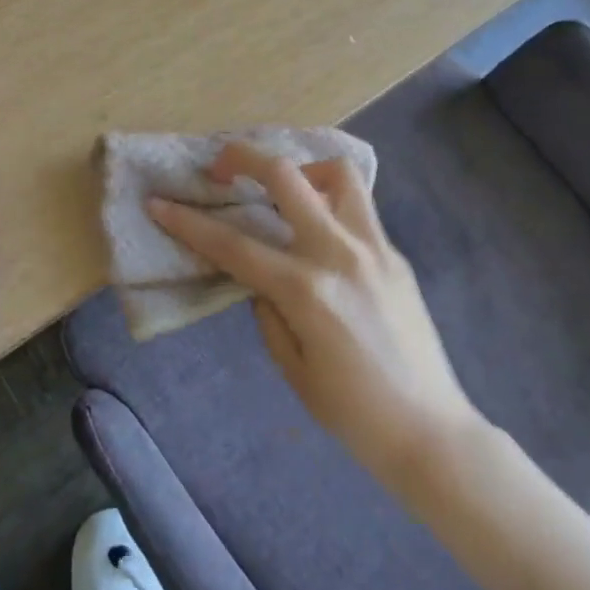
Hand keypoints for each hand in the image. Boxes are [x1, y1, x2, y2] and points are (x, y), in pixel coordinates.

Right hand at [149, 143, 478, 489]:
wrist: (431, 432)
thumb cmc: (353, 414)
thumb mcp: (293, 368)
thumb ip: (269, 312)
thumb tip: (260, 278)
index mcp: (306, 290)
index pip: (233, 244)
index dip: (189, 222)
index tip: (159, 202)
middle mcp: (339, 253)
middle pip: (286, 176)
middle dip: (244, 157)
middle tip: (222, 166)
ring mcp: (374, 247)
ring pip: (337, 172)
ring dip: (302, 169)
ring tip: (285, 191)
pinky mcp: (395, 254)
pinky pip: (358, 207)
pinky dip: (329, 201)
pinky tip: (318, 230)